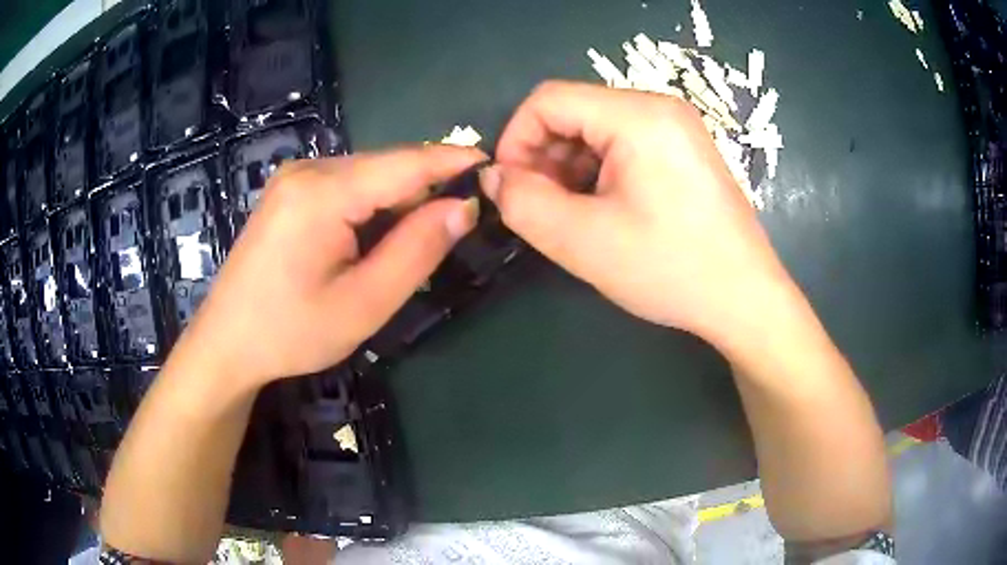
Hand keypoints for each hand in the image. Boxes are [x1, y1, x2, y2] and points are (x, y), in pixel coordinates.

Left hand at [174, 145, 485, 389]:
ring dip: (398, 200)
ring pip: (367, 175)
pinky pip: (345, 184)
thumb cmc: (291, 332)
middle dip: (425, 188)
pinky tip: (372, 237)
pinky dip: (371, 204)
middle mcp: (307, 170)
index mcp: (322, 193)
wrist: (227, 343)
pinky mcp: (288, 191)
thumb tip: (463, 207)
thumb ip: (417, 250)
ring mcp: (293, 177)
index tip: (492, 163)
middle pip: (386, 166)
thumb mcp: (363, 303)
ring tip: (415, 237)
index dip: (452, 161)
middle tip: (458, 222)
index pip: (405, 163)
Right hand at [481, 81, 794, 350]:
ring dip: (570, 167)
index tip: (510, 188)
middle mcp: (660, 107)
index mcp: (638, 115)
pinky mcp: (685, 149)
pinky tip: (603, 209)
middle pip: (574, 111)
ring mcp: (677, 127)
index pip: (548, 99)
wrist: (744, 299)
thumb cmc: (670, 269)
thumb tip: (493, 178)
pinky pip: (624, 144)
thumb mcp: (583, 240)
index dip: (515, 139)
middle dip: (544, 156)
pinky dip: (599, 170)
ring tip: (572, 214)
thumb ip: (523, 203)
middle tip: (540, 208)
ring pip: (597, 129)